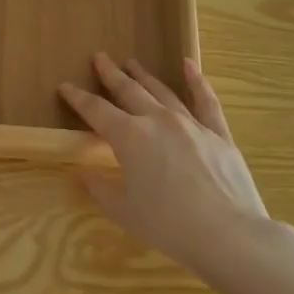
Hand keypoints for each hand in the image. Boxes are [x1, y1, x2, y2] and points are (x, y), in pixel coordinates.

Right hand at [59, 53, 272, 273]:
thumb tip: (84, 174)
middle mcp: (158, 121)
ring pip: (162, 92)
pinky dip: (196, 81)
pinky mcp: (218, 134)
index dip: (78, 98)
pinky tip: (189, 65)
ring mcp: (191, 124)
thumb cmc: (168, 226)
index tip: (65, 86)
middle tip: (100, 58)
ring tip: (132, 63)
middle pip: (129, 91)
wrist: (228, 235)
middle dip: (111, 74)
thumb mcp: (124, 211)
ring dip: (144, 76)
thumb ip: (100, 189)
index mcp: (129, 137)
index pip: (96, 111)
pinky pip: (206, 101)